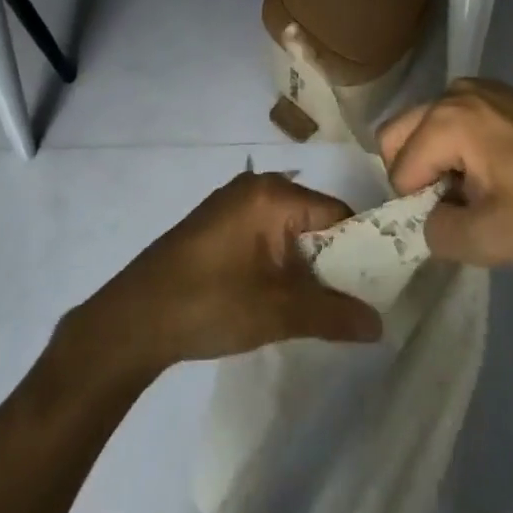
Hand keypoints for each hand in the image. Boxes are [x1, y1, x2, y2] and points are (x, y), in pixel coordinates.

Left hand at [66, 172, 382, 376]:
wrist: (132, 320)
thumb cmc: (209, 303)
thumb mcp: (277, 312)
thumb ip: (332, 314)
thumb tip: (380, 324)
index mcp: (272, 194)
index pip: (337, 214)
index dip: (361, 250)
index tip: (377, 286)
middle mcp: (255, 187)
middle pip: (314, 221)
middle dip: (333, 262)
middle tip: (351, 303)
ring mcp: (233, 205)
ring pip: (290, 232)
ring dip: (305, 267)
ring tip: (320, 307)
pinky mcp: (217, 225)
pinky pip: (266, 237)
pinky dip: (280, 264)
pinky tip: (282, 298)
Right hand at [377, 79, 512, 266]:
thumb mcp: (487, 239)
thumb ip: (435, 233)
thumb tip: (428, 218)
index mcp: (446, 120)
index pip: (400, 170)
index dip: (417, 205)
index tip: (458, 220)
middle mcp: (453, 92)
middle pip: (399, 135)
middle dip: (416, 175)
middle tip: (455, 205)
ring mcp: (478, 88)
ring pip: (425, 127)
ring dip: (437, 161)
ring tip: (478, 190)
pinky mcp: (499, 94)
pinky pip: (454, 120)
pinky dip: (458, 147)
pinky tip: (497, 171)